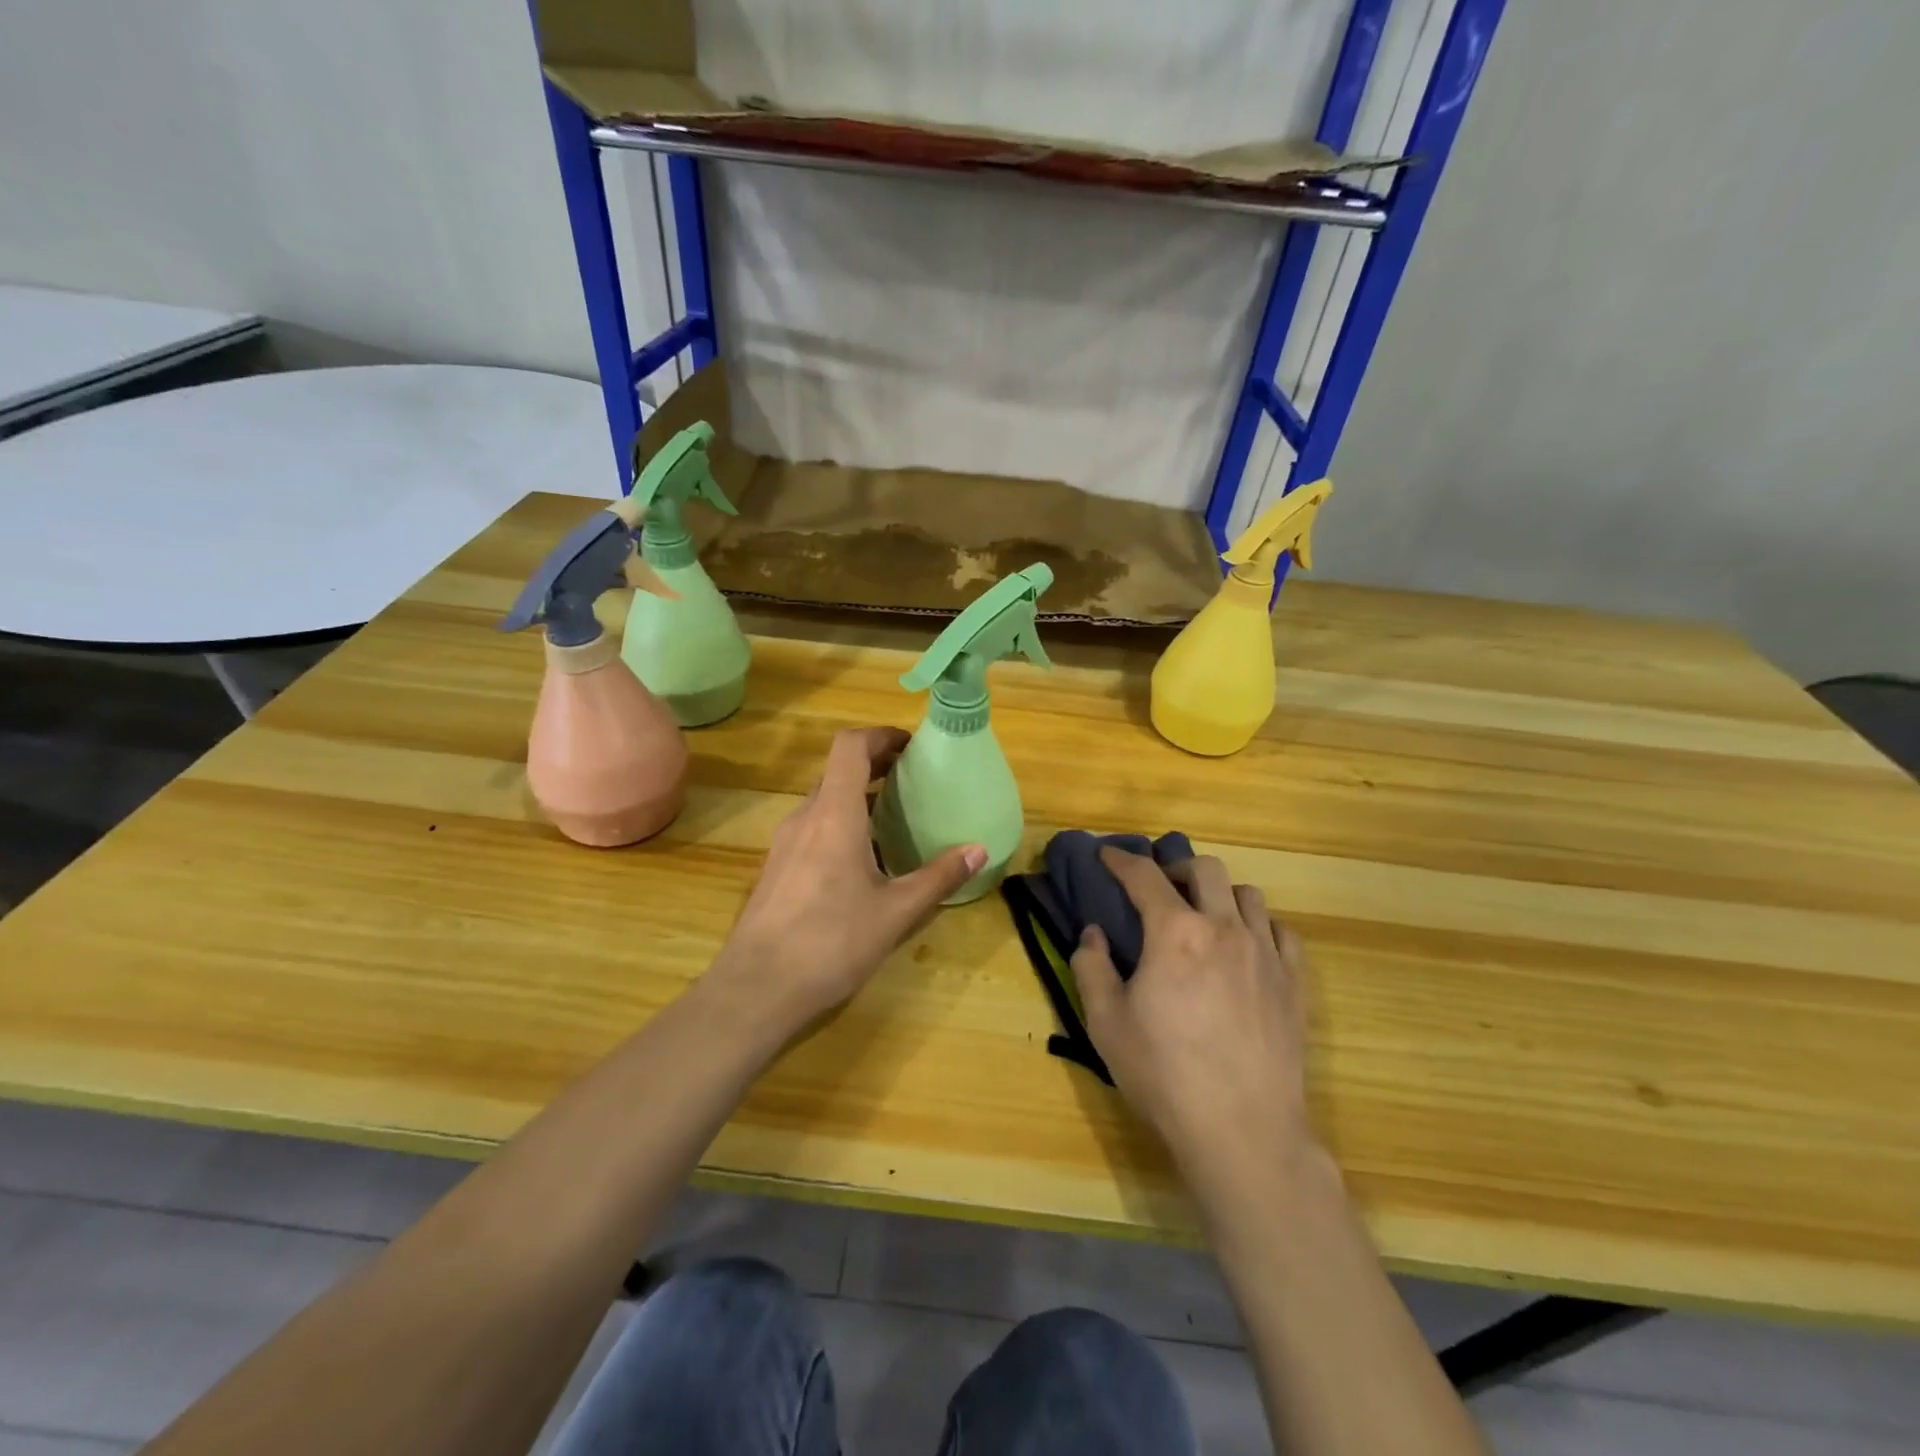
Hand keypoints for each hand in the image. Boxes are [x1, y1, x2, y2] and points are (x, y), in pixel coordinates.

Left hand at [708, 727, 985, 1032]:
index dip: (880, 736)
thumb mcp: (895, 912)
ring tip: (894, 819)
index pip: (850, 747)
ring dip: (858, 798)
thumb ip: (938, 877)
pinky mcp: (776, 868)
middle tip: (913, 781)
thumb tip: (978, 851)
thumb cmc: (831, 942)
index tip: (911, 746)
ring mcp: (784, 843)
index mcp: (834, 814)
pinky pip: (813, 828)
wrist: (756, 989)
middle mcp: (805, 817)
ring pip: (824, 801)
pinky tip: (862, 861)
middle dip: (876, 766)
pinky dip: (841, 824)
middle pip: (838, 771)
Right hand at [1073, 848, 1313, 1187]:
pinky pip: (1282, 931)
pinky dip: (1260, 926)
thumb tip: (1093, 933)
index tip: (1108, 855)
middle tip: (1161, 889)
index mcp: (1175, 933)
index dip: (1122, 860)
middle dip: (1177, 868)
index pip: (1144, 876)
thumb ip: (1091, 967)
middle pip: (1205, 869)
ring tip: (1206, 916)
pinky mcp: (1294, 983)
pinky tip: (1248, 946)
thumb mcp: (1105, 1023)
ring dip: (1220, 894)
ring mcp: (1266, 953)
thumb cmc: (1164, 1074)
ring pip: (1247, 894)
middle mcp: (1224, 929)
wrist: (1243, 1130)